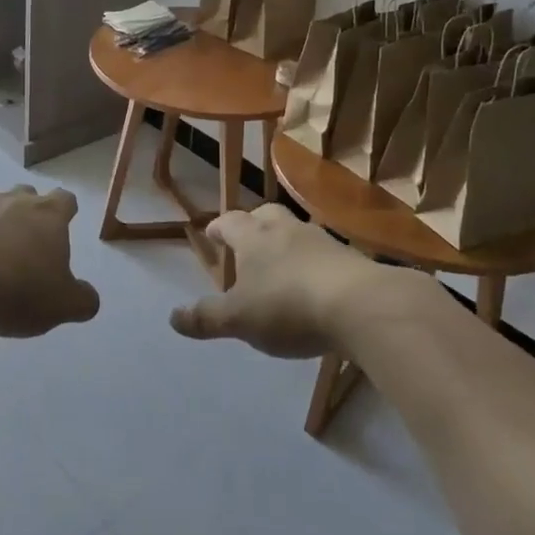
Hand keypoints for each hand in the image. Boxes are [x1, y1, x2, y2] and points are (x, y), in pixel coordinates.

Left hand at [0, 186, 99, 337]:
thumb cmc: (15, 289)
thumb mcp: (61, 306)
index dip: (66, 211)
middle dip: (27, 211)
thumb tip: (88, 297)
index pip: (65, 200)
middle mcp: (12, 201)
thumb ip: (82, 300)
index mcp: (47, 215)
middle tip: (24, 241)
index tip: (63, 226)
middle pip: (25, 193)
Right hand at [169, 205, 381, 356]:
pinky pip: (323, 255)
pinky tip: (314, 286)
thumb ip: (206, 318)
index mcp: (254, 237)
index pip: (230, 222)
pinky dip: (313, 264)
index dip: (219, 228)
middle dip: (254, 225)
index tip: (212, 235)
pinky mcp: (350, 259)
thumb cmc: (288, 306)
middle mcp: (286, 229)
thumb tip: (173, 317)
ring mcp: (321, 240)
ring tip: (281, 268)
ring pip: (296, 233)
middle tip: (247, 244)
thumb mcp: (239, 320)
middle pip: (266, 215)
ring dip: (285, 244)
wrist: (361, 306)